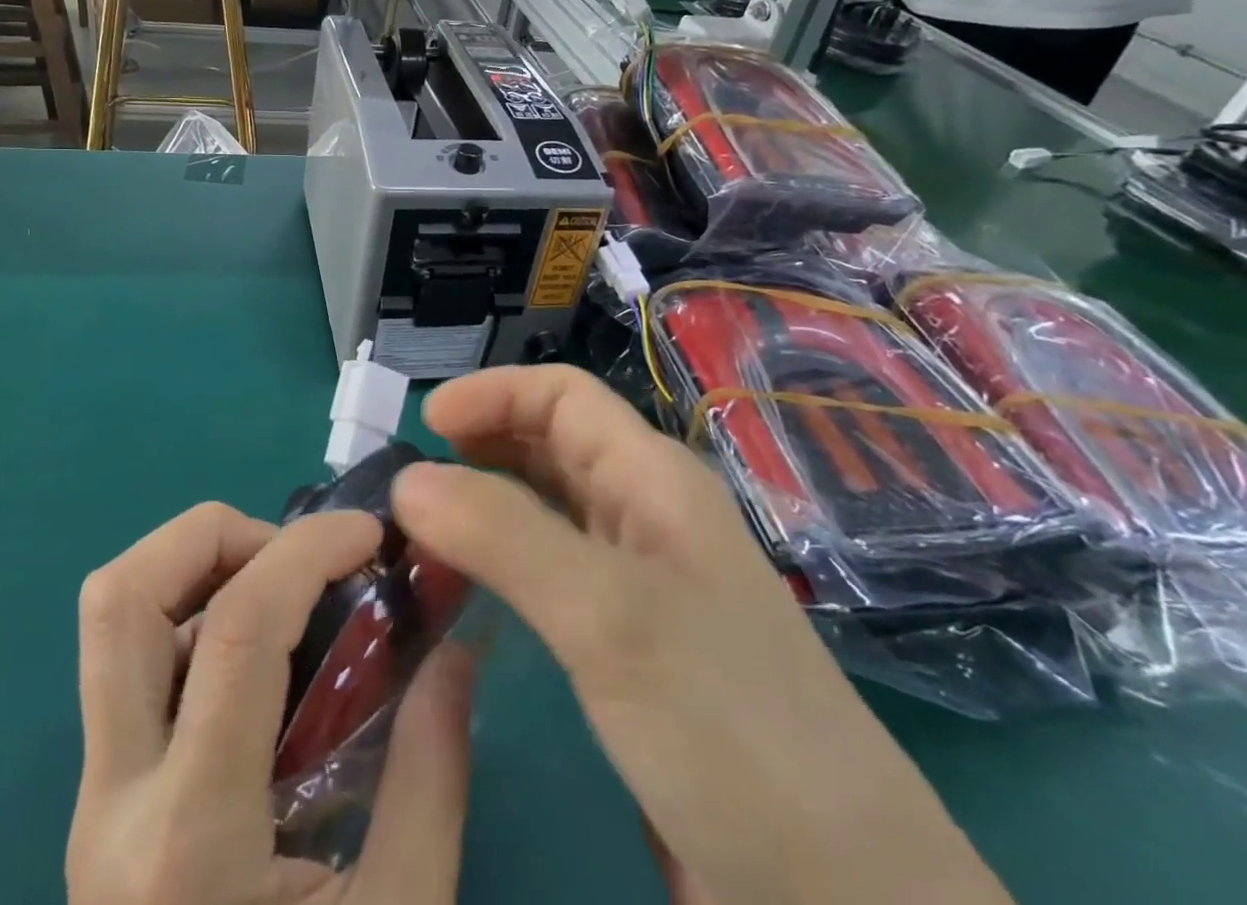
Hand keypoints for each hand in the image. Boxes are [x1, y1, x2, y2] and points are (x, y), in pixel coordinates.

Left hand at [69, 503, 473, 904]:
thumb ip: (430, 780)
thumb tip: (453, 654)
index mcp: (189, 840)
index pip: (232, 631)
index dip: (306, 550)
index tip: (370, 533)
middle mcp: (111, 801)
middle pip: (119, 596)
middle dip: (214, 535)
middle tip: (296, 558)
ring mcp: (90, 801)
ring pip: (110, 618)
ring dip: (197, 567)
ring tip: (281, 594)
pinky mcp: (97, 803)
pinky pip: (130, 662)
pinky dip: (195, 617)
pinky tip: (263, 662)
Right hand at [392, 368, 1012, 904]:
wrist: (841, 898)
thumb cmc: (728, 726)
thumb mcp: (608, 615)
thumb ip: (504, 536)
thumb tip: (405, 480)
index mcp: (654, 479)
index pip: (564, 395)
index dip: (494, 392)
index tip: (426, 424)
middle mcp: (646, 513)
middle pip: (552, 442)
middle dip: (482, 441)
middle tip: (412, 475)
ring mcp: (639, 580)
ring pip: (546, 506)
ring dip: (485, 499)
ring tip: (422, 525)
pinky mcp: (627, 642)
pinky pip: (549, 569)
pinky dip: (500, 558)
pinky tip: (466, 585)